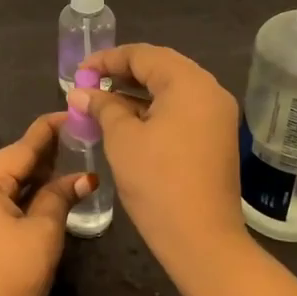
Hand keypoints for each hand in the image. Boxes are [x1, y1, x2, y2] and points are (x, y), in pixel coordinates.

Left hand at [0, 113, 94, 295]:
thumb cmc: (13, 275)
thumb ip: (60, 196)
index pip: (20, 148)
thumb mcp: (43, 231)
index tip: (71, 112)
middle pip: (9, 165)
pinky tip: (42, 193)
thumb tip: (84, 177)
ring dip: (32, 178)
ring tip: (66, 162)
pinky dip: (18, 197)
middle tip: (77, 139)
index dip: (49, 131)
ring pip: (2, 185)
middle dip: (43, 156)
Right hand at [71, 43, 247, 270]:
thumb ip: (102, 107)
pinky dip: (154, 110)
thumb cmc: (157, 182)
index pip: (143, 55)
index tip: (79, 73)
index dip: (107, 60)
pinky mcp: (217, 138)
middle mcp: (210, 91)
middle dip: (122, 73)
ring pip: (171, 90)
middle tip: (89, 84)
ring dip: (137, 93)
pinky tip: (127, 121)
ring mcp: (217, 116)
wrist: (202, 240)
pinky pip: (182, 110)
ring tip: (102, 102)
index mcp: (189, 83)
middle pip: (161, 68)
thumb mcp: (122, 139)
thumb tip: (80, 92)